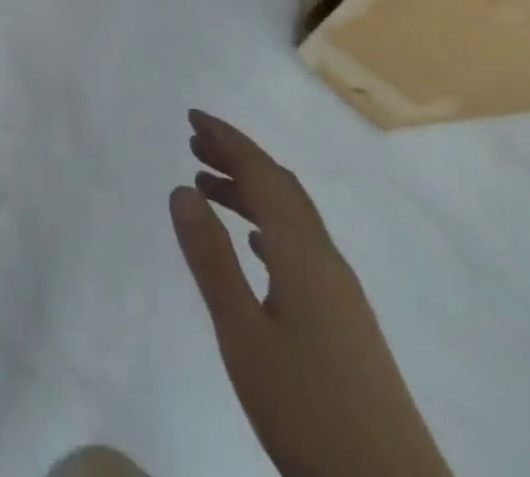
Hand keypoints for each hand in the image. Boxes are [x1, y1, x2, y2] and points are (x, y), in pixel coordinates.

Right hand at [169, 111, 451, 476]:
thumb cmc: (309, 412)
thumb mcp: (243, 335)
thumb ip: (211, 259)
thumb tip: (181, 188)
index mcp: (301, 253)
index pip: (262, 173)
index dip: (228, 140)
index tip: (192, 118)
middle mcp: (326, 260)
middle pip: (280, 187)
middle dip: (238, 158)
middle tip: (194, 145)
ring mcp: (341, 293)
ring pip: (292, 218)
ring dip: (251, 193)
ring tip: (208, 190)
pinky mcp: (347, 323)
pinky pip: (301, 248)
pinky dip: (270, 227)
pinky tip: (256, 247)